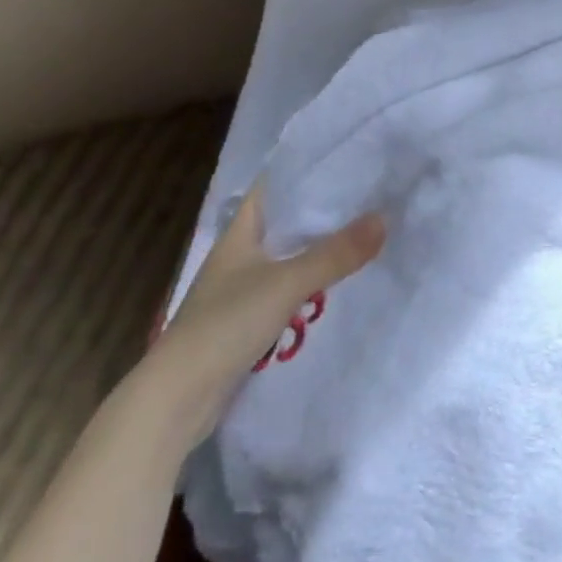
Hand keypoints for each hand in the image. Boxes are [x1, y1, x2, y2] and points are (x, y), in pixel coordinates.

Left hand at [148, 183, 385, 438]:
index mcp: (239, 233)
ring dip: (316, 252)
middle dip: (320, 215)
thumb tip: (384, 218)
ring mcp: (240, 291)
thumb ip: (335, 254)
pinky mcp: (245, 323)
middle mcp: (239, 256)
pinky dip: (308, 287)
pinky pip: (285, 292)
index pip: (272, 188)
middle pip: (284, 224)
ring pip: (286, 260)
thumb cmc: (226, 324)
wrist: (178, 399)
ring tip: (360, 239)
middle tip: (365, 200)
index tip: (343, 163)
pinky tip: (335, 289)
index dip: (303, 173)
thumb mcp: (287, 283)